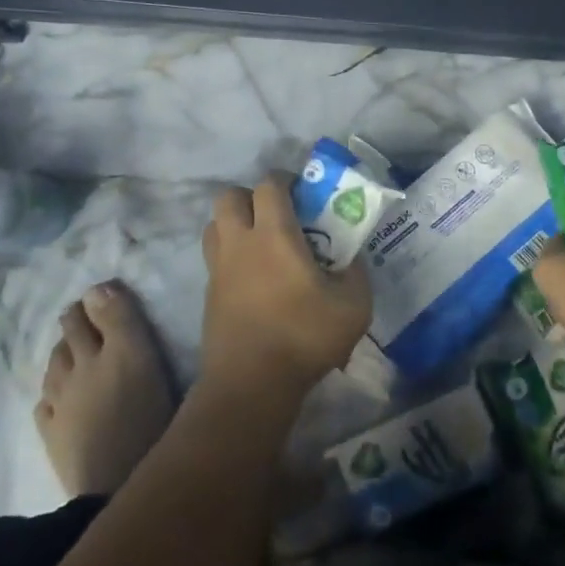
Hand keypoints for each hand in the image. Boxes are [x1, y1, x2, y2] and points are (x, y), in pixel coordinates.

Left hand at [200, 173, 372, 406]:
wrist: (251, 384)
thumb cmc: (304, 337)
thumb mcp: (353, 306)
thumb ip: (355, 273)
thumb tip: (350, 259)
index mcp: (274, 235)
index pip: (269, 184)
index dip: (286, 180)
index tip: (304, 195)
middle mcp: (240, 242)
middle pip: (230, 197)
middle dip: (252, 197)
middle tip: (277, 216)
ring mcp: (218, 268)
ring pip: (215, 225)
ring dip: (234, 224)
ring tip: (261, 244)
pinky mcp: (209, 294)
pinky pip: (214, 258)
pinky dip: (230, 256)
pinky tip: (254, 279)